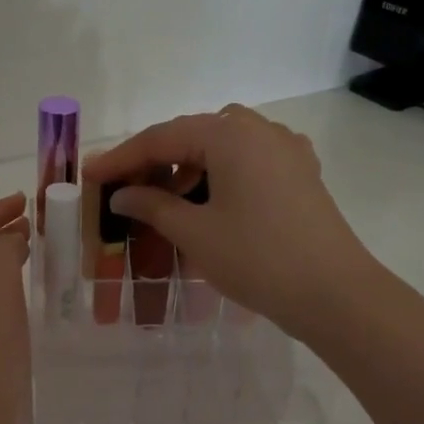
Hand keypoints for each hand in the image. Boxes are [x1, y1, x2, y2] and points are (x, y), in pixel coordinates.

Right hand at [86, 105, 385, 340]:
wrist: (333, 293)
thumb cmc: (257, 258)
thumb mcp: (195, 232)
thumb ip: (152, 205)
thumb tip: (122, 193)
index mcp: (231, 134)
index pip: (162, 137)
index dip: (121, 157)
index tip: (90, 175)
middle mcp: (260, 130)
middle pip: (193, 135)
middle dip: (155, 160)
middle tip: (123, 188)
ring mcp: (286, 150)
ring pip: (223, 147)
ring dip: (188, 168)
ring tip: (163, 202)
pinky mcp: (301, 174)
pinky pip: (248, 162)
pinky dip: (220, 176)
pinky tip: (209, 202)